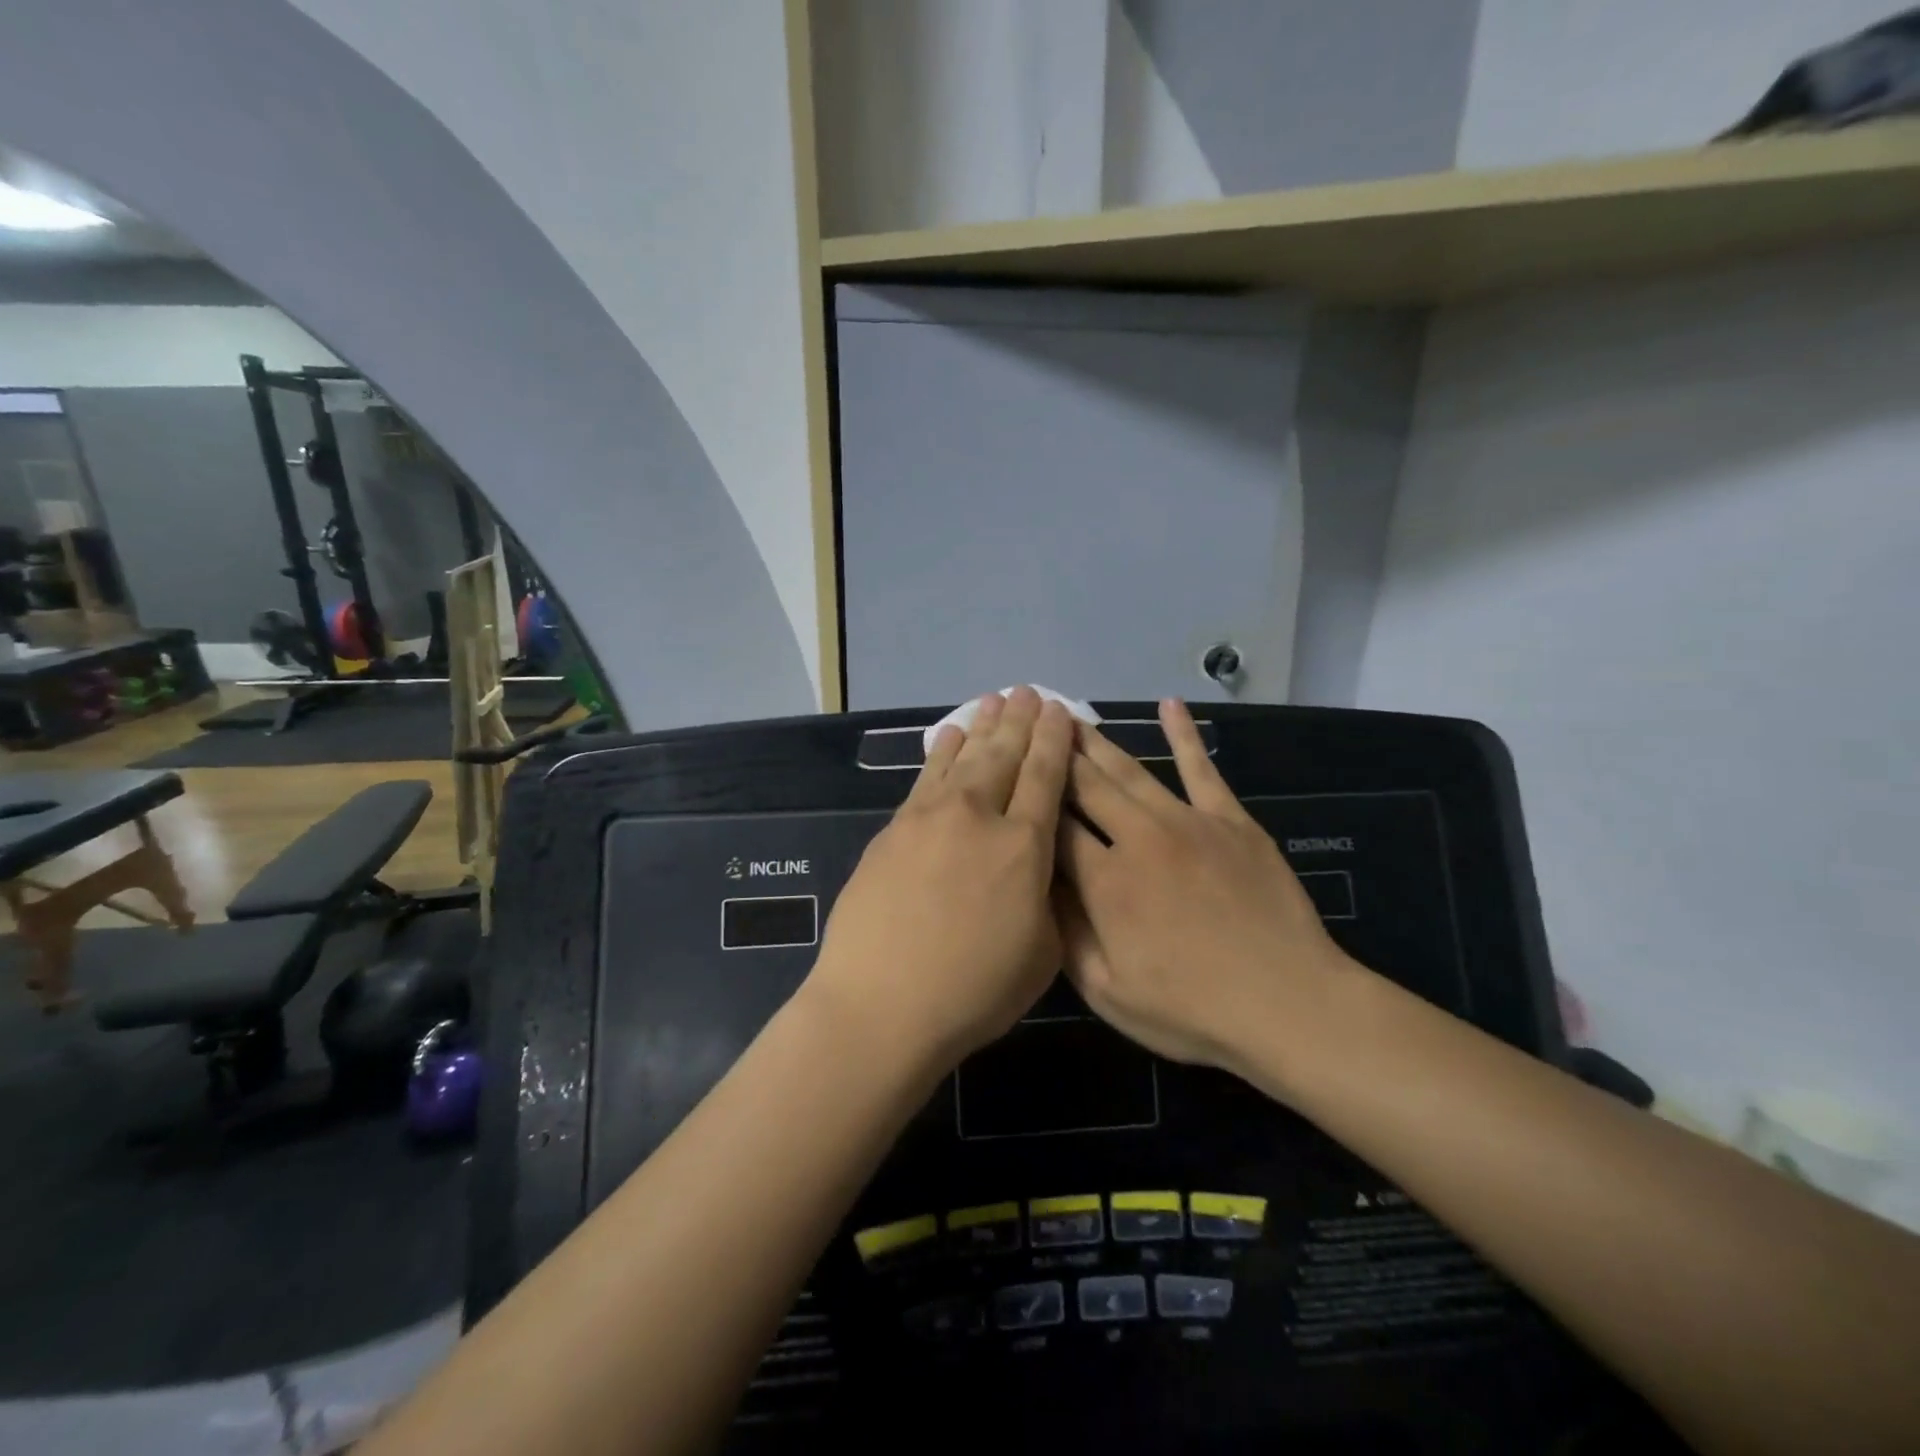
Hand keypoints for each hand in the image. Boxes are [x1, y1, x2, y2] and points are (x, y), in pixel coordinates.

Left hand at [808, 688, 1074, 1069]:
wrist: (882, 1004)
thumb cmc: (974, 990)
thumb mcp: (1043, 953)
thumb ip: (1047, 897)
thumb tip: (1037, 866)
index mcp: (1024, 846)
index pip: (1046, 776)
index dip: (1055, 739)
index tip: (1060, 710)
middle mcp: (979, 816)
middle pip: (1005, 755)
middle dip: (1022, 720)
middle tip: (1030, 692)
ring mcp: (930, 817)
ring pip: (964, 757)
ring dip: (982, 726)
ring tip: (995, 700)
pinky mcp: (894, 829)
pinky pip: (926, 776)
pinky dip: (942, 751)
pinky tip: (949, 736)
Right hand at [1055, 699, 1357, 1085]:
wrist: (1289, 1004)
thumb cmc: (1192, 1010)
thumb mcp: (1108, 993)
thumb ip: (1065, 934)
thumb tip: (1036, 885)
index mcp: (1104, 881)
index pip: (1054, 826)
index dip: (1031, 800)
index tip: (1011, 774)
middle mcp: (1138, 837)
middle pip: (1085, 785)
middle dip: (1055, 755)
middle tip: (1032, 724)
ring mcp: (1188, 821)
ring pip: (1131, 770)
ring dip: (1098, 741)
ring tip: (1071, 715)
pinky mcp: (1231, 819)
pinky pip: (1202, 768)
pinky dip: (1184, 734)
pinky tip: (1168, 704)